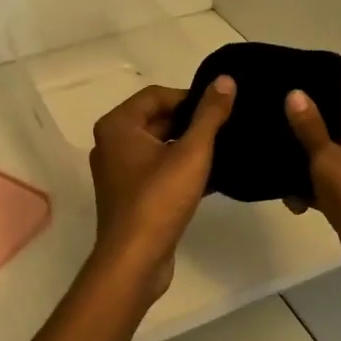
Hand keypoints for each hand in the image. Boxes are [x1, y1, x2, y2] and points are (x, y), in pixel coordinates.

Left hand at [86, 77, 235, 300]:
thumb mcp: (192, 152)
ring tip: (225, 149)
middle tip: (227, 127)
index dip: (191, 97)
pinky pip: (160, 171)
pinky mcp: (131, 197)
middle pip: (158, 120)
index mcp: (118, 126)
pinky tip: (215, 177)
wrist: (135, 260)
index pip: (157, 95)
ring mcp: (120, 172)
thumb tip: (225, 80)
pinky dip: (183, 170)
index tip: (221, 107)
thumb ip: (210, 114)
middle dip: (192, 123)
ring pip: (161, 147)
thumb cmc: (159, 199)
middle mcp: (112, 144)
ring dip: (190, 147)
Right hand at [283, 83, 340, 307]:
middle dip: (294, 126)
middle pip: (324, 119)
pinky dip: (307, 186)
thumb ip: (308, 125)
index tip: (270, 87)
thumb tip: (294, 92)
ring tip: (264, 162)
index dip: (305, 87)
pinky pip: (322, 178)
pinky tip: (288, 199)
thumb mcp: (327, 157)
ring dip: (297, 161)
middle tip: (257, 122)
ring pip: (320, 150)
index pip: (334, 87)